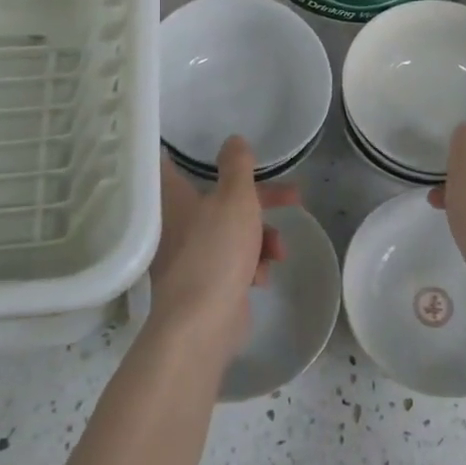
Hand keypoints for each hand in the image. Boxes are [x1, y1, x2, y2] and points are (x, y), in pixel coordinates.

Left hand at [150, 137, 295, 351]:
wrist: (202, 325)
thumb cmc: (216, 251)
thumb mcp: (235, 199)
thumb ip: (237, 166)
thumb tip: (233, 140)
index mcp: (175, 198)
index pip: (171, 163)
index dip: (187, 150)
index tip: (206, 141)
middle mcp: (178, 223)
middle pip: (222, 199)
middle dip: (261, 200)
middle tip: (293, 196)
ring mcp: (191, 255)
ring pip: (233, 232)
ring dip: (262, 237)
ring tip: (279, 251)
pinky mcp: (206, 283)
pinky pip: (234, 262)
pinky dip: (251, 265)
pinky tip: (262, 276)